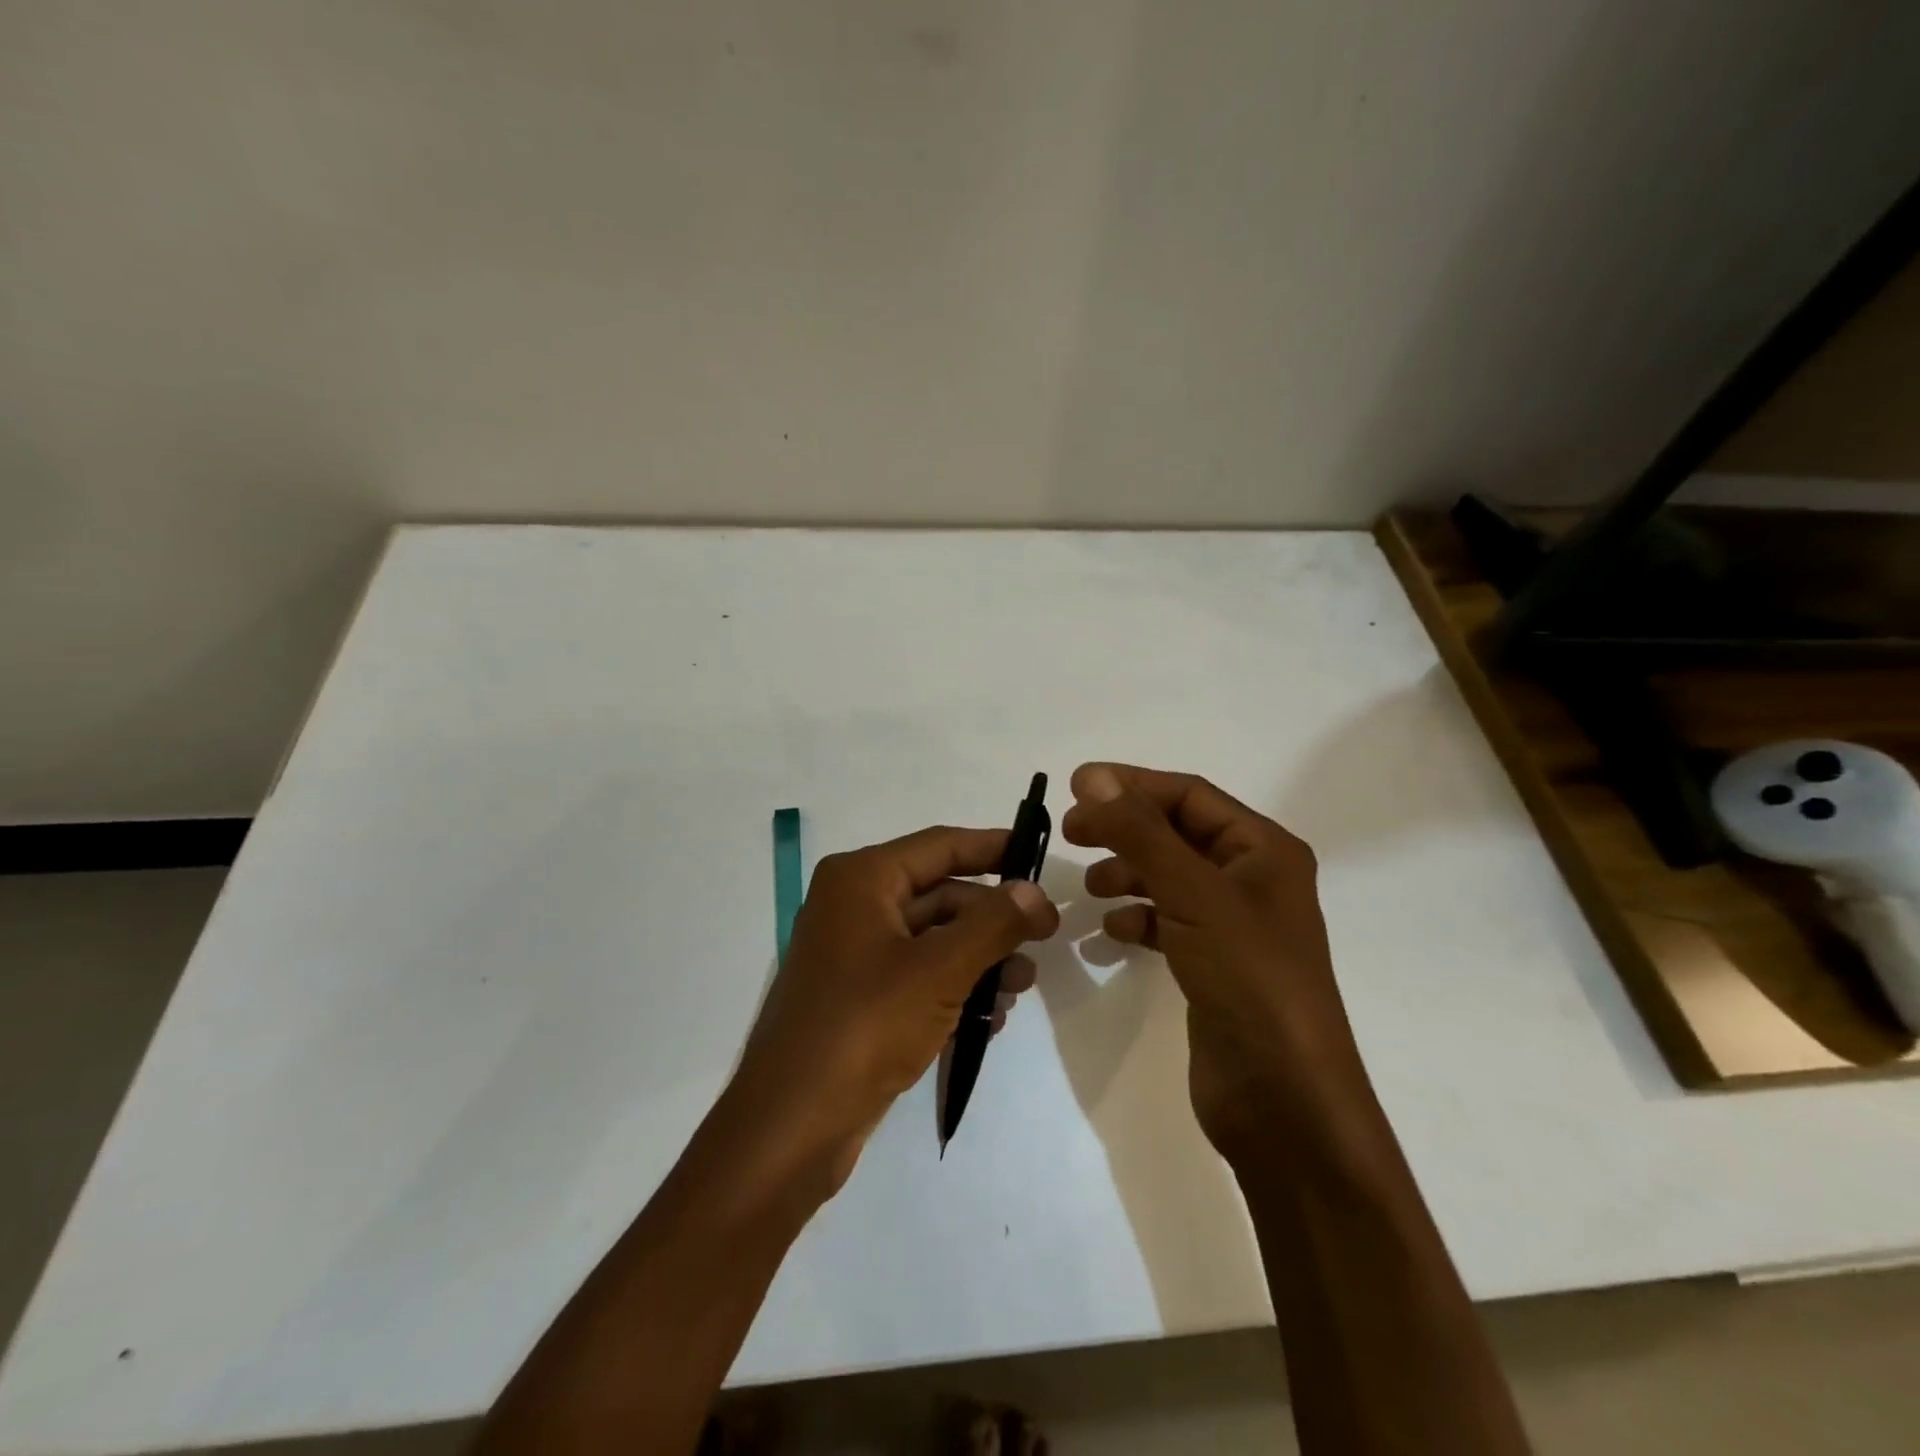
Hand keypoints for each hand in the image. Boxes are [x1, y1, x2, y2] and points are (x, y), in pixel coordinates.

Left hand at [725, 826, 1058, 1195]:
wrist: (791, 1126)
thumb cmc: (866, 1027)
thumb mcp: (940, 970)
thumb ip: (993, 923)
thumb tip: (1034, 891)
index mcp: (863, 879)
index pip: (941, 845)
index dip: (993, 847)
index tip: (1040, 853)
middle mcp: (854, 906)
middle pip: (940, 894)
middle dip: (993, 918)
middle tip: (1046, 937)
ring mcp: (854, 954)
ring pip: (933, 939)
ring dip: (981, 958)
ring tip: (1022, 987)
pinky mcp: (859, 998)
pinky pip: (918, 976)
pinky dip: (955, 988)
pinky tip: (990, 1018)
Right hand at [1062, 762, 1361, 1158]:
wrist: (1283, 1099)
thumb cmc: (1248, 978)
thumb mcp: (1192, 893)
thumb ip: (1140, 831)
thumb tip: (1092, 775)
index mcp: (1264, 850)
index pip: (1189, 795)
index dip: (1131, 785)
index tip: (1074, 788)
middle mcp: (1253, 879)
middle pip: (1177, 834)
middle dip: (1124, 829)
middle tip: (1071, 834)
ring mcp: (1234, 925)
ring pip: (1168, 878)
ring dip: (1127, 873)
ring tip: (1089, 888)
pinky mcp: (1215, 964)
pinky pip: (1167, 922)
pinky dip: (1136, 918)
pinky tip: (1111, 932)